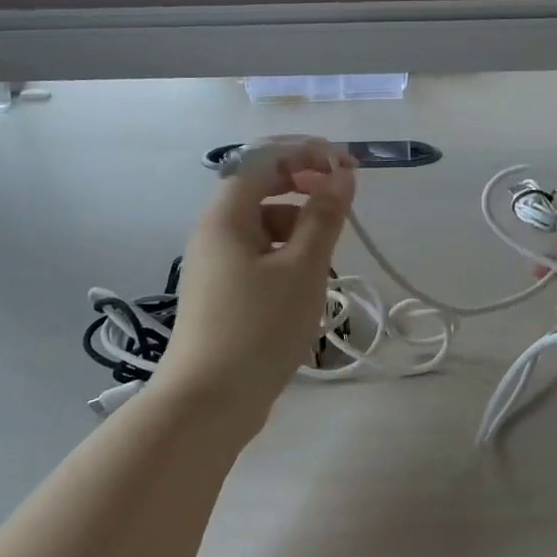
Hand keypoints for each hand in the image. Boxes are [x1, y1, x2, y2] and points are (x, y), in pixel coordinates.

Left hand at [155, 139, 356, 420]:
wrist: (208, 402)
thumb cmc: (258, 327)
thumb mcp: (302, 269)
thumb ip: (324, 216)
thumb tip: (341, 175)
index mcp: (225, 215)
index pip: (265, 159)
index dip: (308, 153)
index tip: (348, 167)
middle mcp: (213, 231)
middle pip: (260, 188)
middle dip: (303, 187)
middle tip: (341, 203)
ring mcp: (213, 263)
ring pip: (261, 224)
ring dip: (297, 224)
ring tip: (325, 257)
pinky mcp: (220, 292)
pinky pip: (256, 255)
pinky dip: (284, 255)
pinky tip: (304, 285)